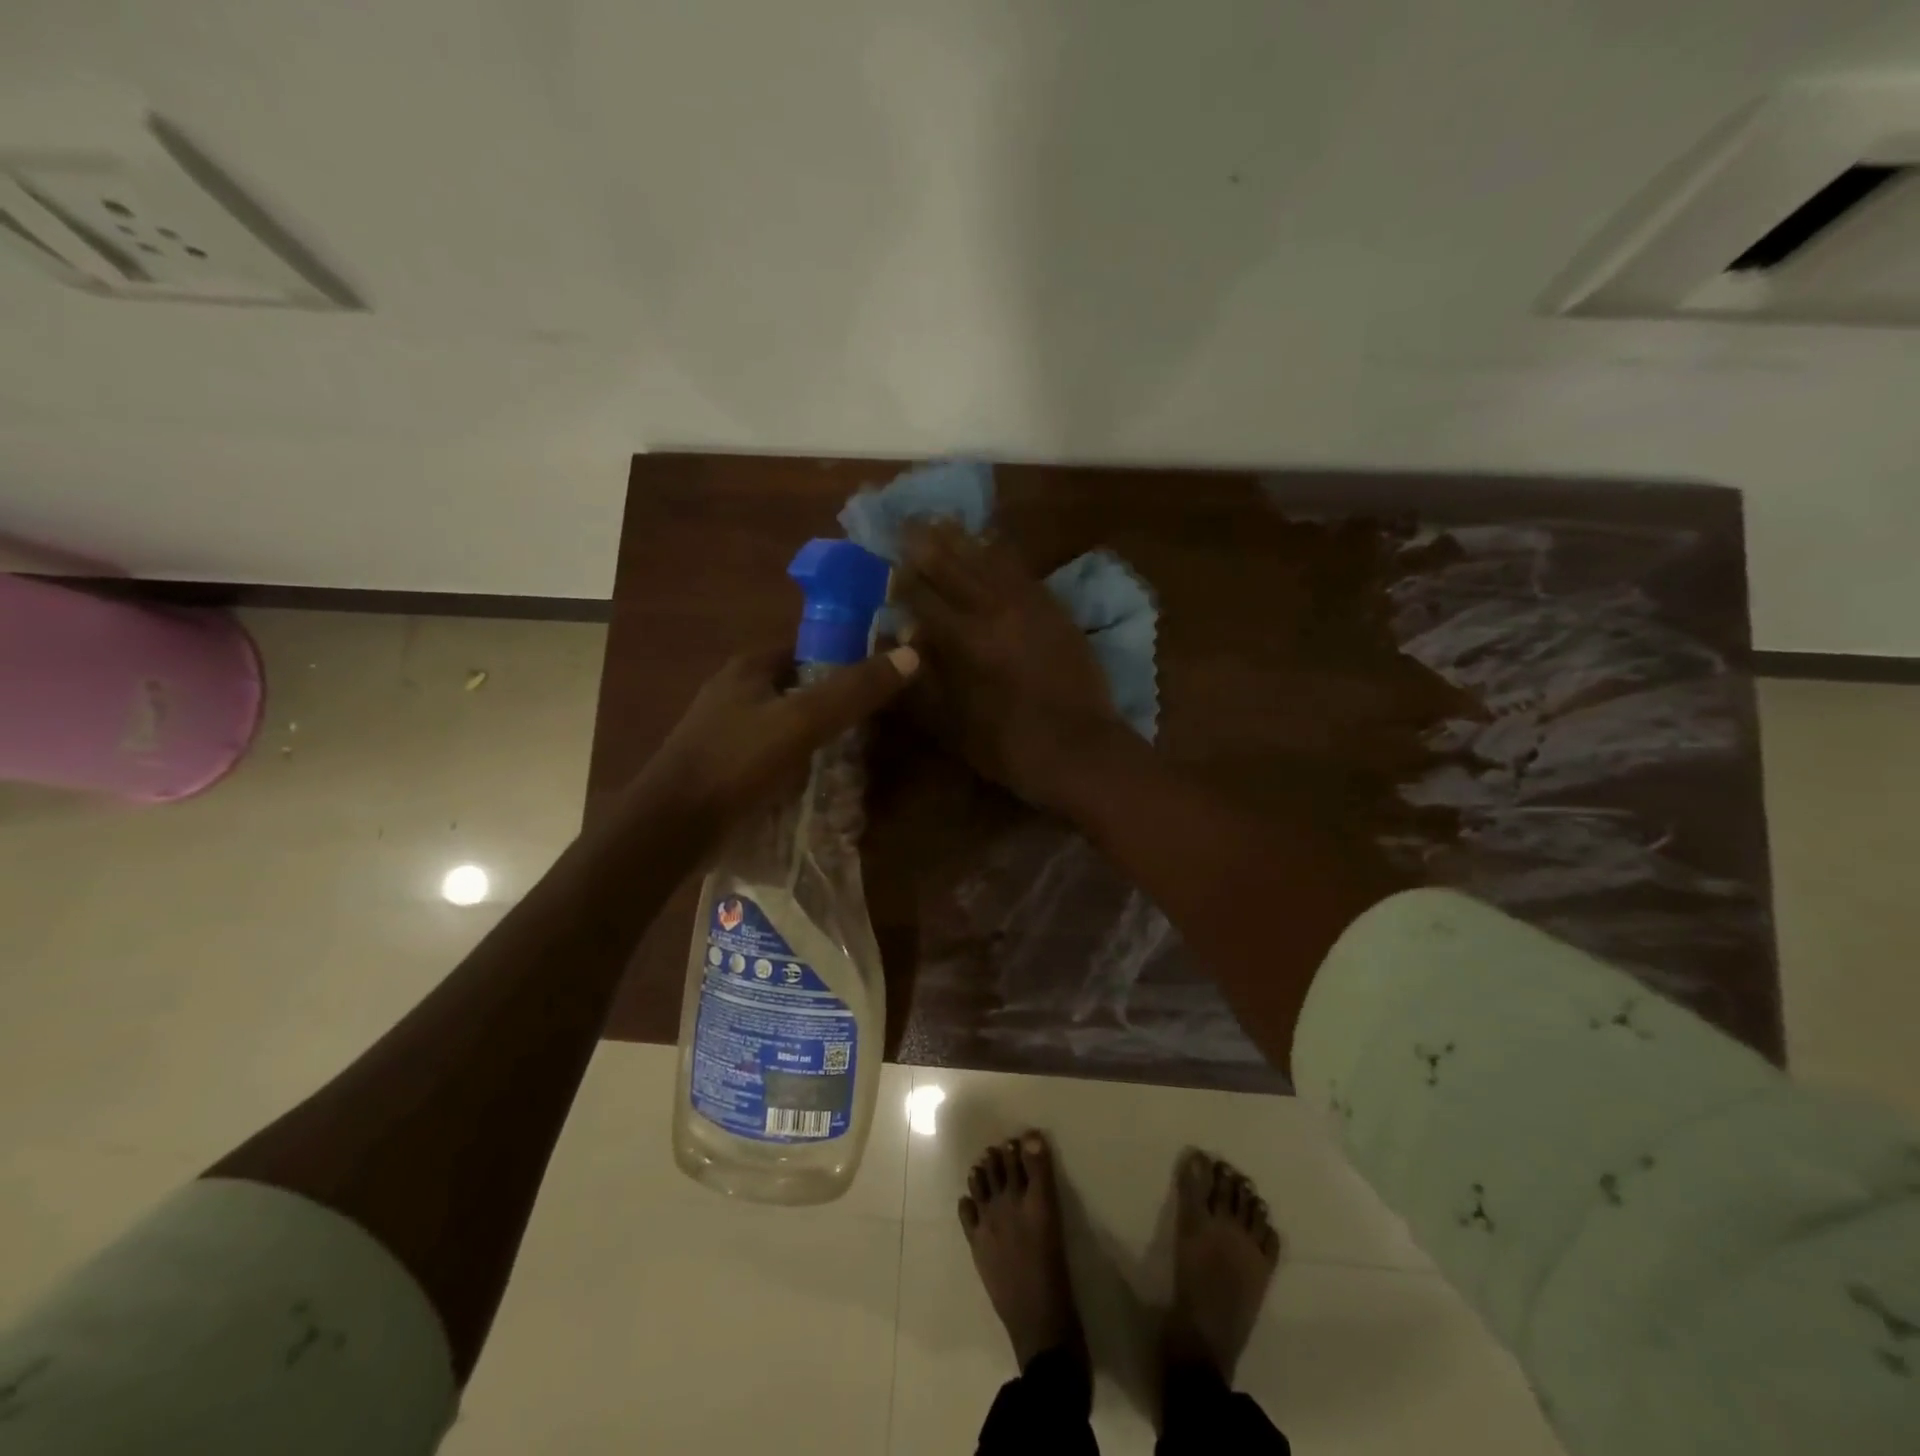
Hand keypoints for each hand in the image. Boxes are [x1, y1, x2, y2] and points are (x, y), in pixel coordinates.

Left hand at [638, 644, 918, 837]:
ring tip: (857, 763)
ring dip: (821, 743)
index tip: (882, 685)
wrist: (674, 826)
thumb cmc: (737, 761)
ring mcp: (728, 732)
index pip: (811, 650)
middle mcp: (737, 692)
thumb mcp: (803, 721)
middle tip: (875, 731)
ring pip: (791, 728)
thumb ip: (855, 690)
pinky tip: (822, 788)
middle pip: (803, 691)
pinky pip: (777, 759)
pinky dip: (801, 768)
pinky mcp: (727, 768)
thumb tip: (910, 655)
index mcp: (750, 667)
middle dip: (837, 710)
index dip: (848, 661)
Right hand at [897, 521, 1124, 809]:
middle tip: (906, 524)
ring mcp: (1030, 608)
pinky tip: (991, 543)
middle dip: (927, 546)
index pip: (924, 599)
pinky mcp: (1055, 611)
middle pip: (956, 569)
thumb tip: (900, 640)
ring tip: (941, 521)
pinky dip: (1002, 554)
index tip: (885, 566)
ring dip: (963, 540)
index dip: (901, 581)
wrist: (1081, 751)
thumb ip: (922, 681)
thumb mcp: (953, 726)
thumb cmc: (1010, 747)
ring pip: (990, 562)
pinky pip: (1023, 572)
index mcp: (966, 642)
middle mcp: (995, 613)